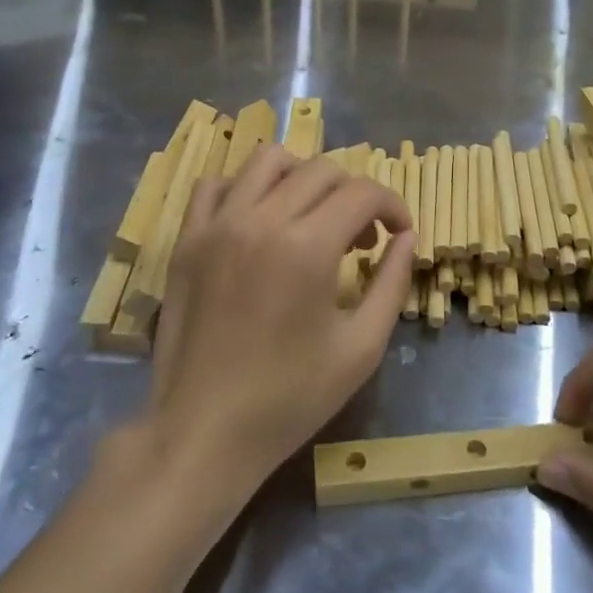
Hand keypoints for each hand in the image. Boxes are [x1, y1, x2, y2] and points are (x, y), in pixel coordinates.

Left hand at [146, 145, 414, 493]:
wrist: (204, 431)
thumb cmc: (290, 397)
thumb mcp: (361, 348)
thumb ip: (391, 283)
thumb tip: (406, 239)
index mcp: (307, 246)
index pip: (363, 192)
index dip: (392, 206)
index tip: (399, 234)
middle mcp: (260, 219)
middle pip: (321, 170)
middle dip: (355, 195)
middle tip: (360, 240)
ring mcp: (217, 225)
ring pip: (268, 161)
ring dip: (303, 178)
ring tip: (312, 217)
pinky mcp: (187, 239)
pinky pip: (215, 184)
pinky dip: (245, 188)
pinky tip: (258, 220)